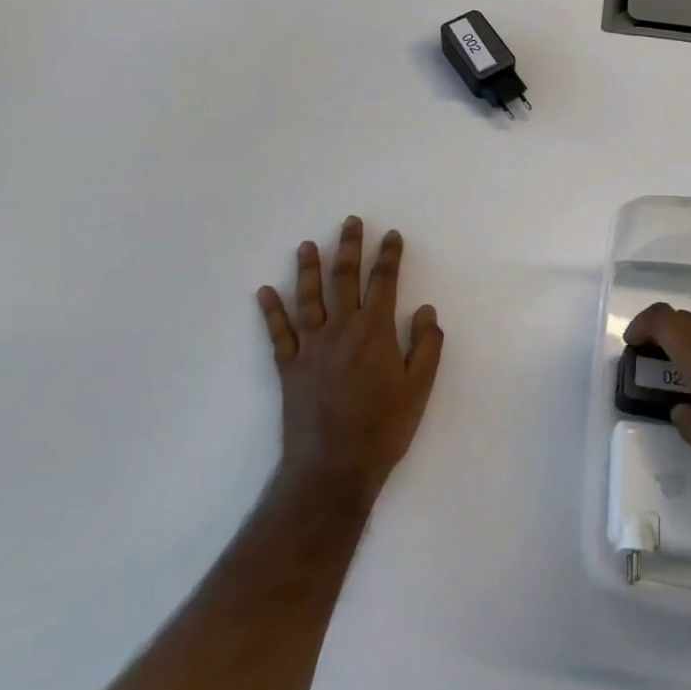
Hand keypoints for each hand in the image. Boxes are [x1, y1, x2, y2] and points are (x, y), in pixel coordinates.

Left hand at [257, 217, 443, 508]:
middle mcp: (340, 329)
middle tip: (350, 222)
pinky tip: (265, 292)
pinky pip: (278, 333)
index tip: (391, 234)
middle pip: (344, 278)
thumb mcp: (419, 387)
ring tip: (307, 245)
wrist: (333, 467)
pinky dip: (271, 312)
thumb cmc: (383, 428)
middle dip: (349, 247)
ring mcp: (310, 347)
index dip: (388, 255)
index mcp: (374, 331)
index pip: (384, 281)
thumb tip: (426, 309)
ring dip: (308, 269)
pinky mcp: (289, 368)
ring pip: (308, 298)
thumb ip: (426, 344)